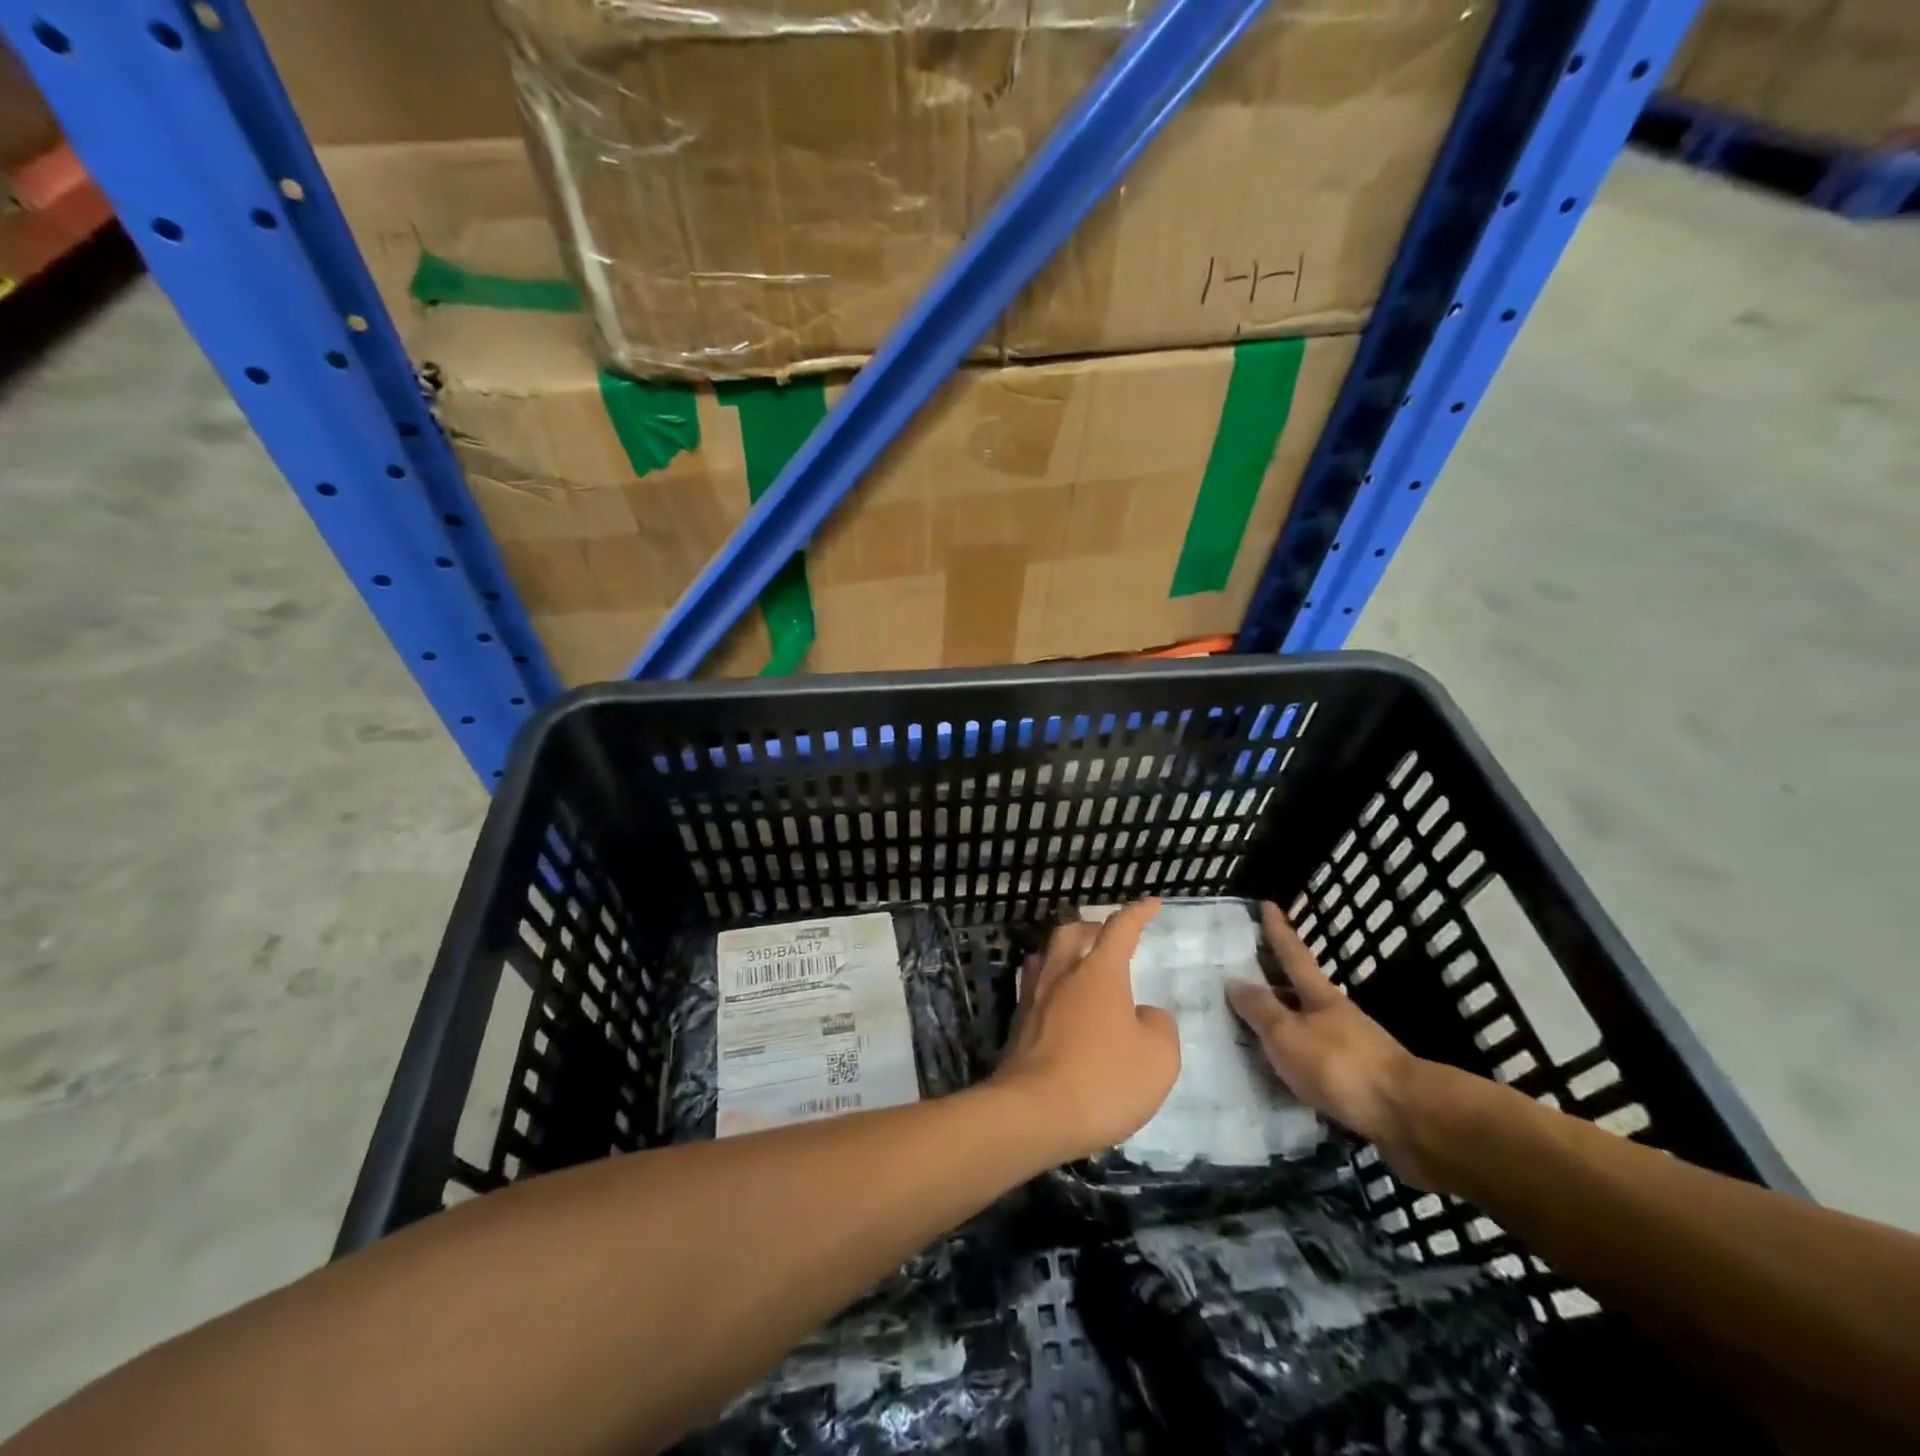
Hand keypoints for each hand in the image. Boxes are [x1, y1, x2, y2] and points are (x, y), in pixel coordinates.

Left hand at [992, 900, 1180, 1164]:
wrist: (1034, 1112)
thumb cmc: (1104, 1080)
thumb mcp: (1158, 1058)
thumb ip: (1159, 1026)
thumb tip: (1145, 1013)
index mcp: (1099, 972)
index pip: (1119, 929)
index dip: (1138, 913)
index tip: (1152, 903)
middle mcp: (1062, 974)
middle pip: (1072, 932)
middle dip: (1092, 927)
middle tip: (1108, 935)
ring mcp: (1034, 997)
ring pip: (1048, 956)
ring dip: (1066, 951)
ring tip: (1079, 961)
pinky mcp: (1018, 1024)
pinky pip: (1034, 985)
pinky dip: (1050, 981)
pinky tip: (1057, 999)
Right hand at [1227, 901, 1431, 1185]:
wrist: (1408, 1118)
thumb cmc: (1340, 1066)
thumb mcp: (1288, 1034)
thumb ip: (1260, 1009)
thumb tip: (1235, 982)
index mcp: (1319, 996)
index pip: (1292, 954)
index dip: (1278, 930)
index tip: (1268, 904)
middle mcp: (1336, 1016)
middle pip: (1300, 990)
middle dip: (1275, 980)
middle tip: (1245, 971)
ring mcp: (1350, 1049)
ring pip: (1307, 1027)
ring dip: (1283, 1023)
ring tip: (1251, 1028)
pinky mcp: (1357, 1083)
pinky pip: (1314, 1062)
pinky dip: (1294, 1060)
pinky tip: (1279, 1074)